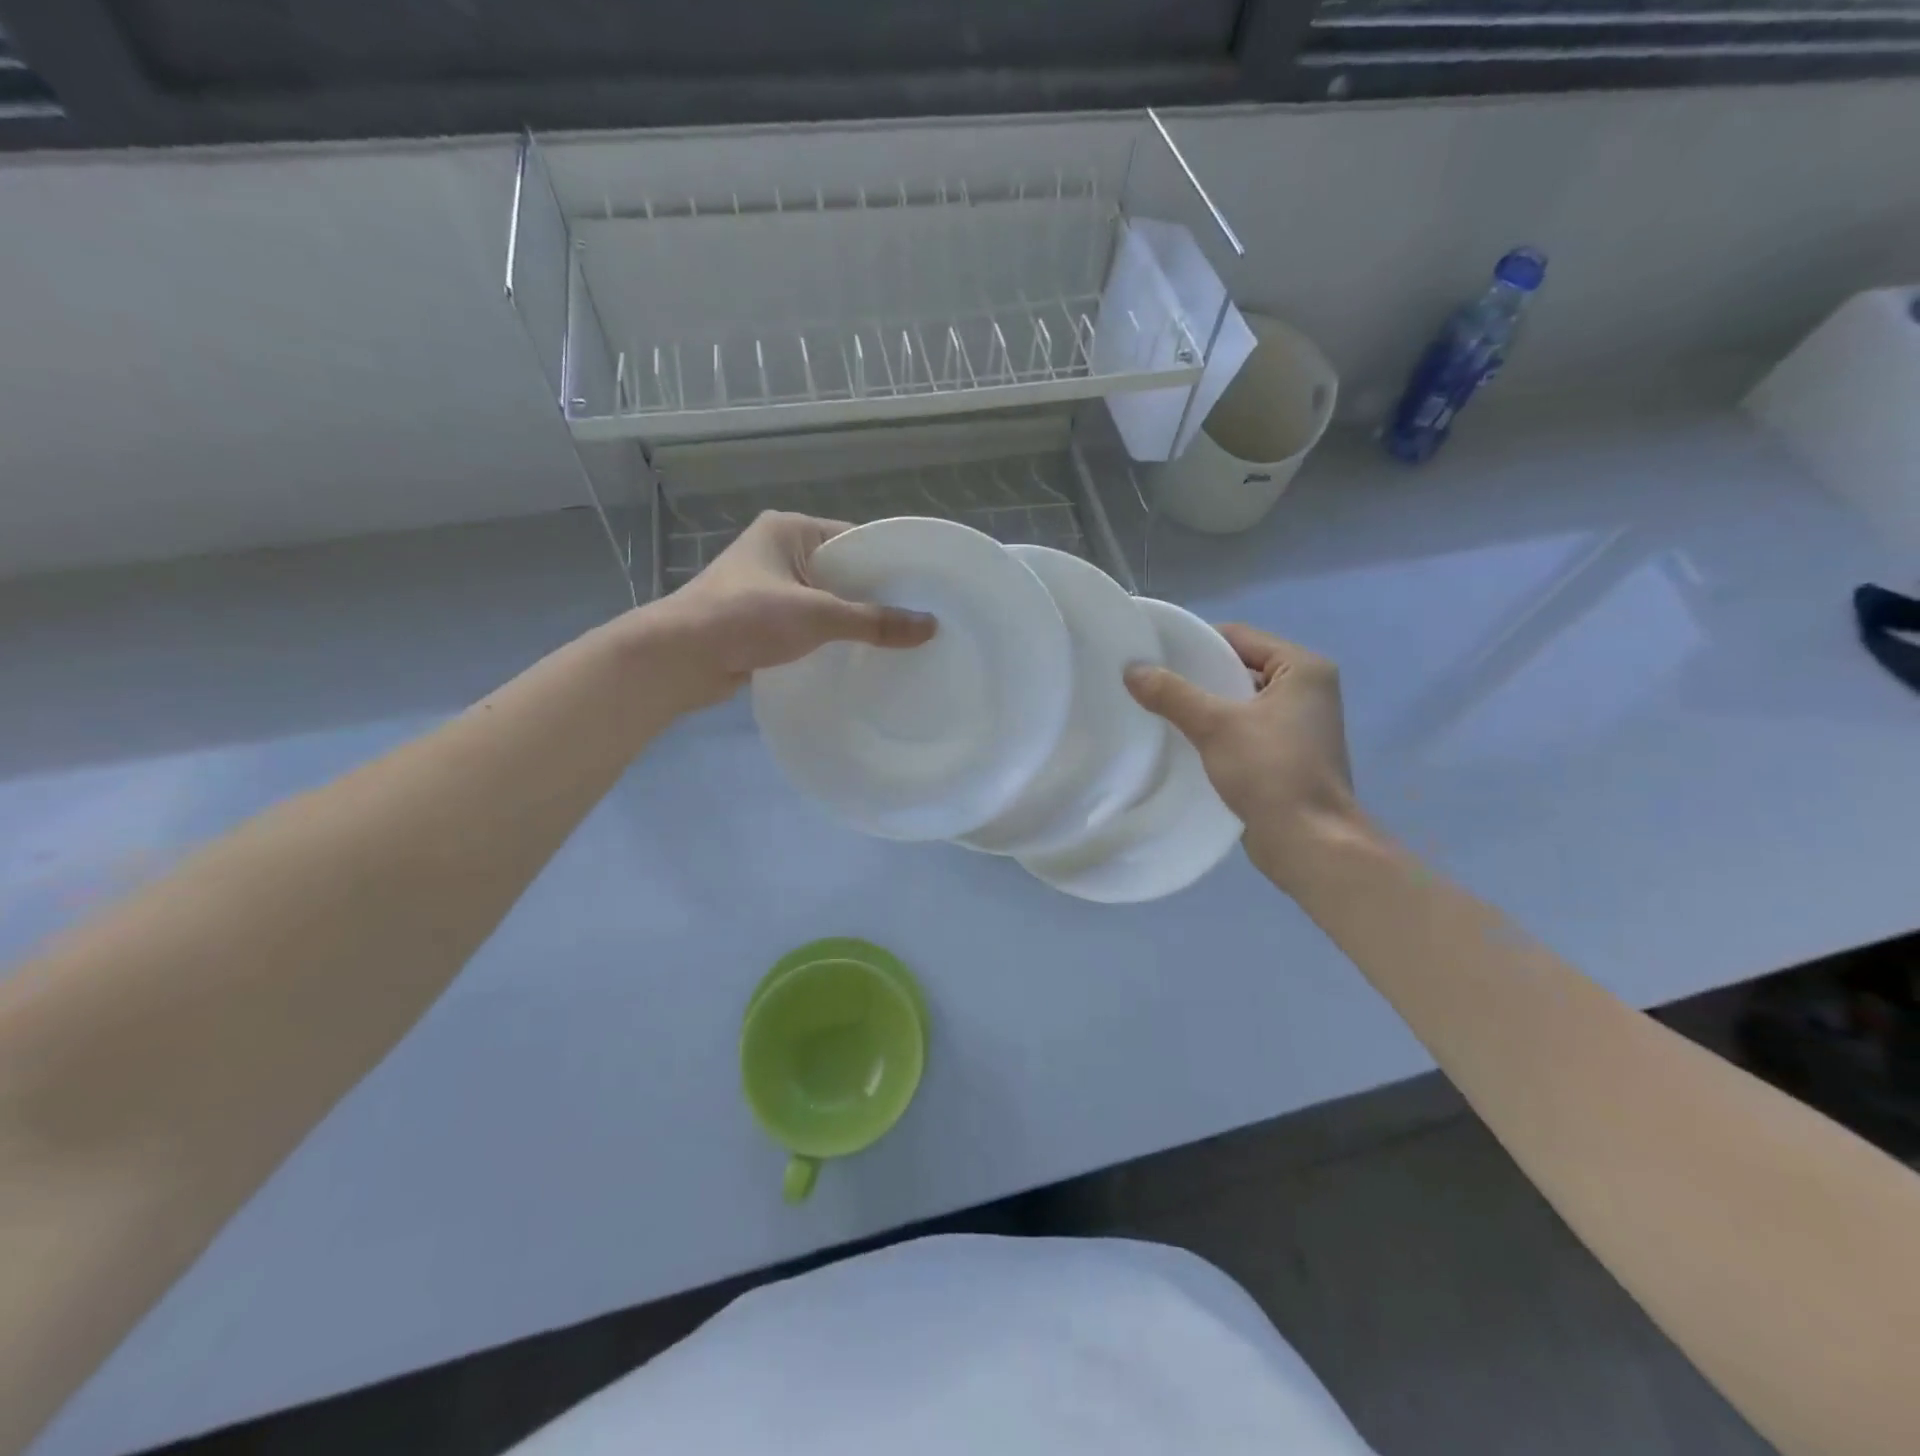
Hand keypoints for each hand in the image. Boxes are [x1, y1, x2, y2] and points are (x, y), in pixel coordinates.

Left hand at [639, 511, 935, 706]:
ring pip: (826, 599)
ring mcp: (768, 586)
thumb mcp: (817, 615)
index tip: (925, 588)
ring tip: (897, 640)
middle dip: (876, 596)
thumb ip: (874, 621)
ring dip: (853, 619)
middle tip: (919, 619)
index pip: (855, 539)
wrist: (678, 658)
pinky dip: (830, 636)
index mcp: (789, 530)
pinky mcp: (762, 618)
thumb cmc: (745, 618)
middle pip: (843, 570)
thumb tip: (930, 626)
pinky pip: (809, 622)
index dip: (890, 563)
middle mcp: (779, 551)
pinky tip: (858, 656)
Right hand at [1124, 624, 1361, 890]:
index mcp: (1304, 668)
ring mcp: (1299, 725)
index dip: (1195, 641)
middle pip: (1238, 668)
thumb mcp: (1215, 725)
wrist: (1309, 842)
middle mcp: (1308, 690)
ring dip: (1204, 705)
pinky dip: (1216, 730)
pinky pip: (1243, 729)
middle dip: (1196, 676)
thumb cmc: (1270, 771)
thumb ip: (1172, 694)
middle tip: (1150, 680)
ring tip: (1159, 708)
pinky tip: (1182, 739)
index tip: (1155, 652)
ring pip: (1239, 701)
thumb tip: (1131, 669)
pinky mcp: (1287, 755)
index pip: (1239, 637)